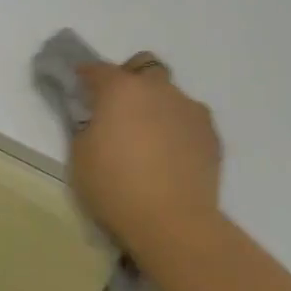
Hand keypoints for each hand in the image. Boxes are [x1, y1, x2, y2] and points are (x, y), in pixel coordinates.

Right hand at [72, 54, 222, 255]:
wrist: (172, 222)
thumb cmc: (115, 187)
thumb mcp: (80, 155)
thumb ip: (87, 125)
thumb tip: (97, 118)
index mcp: (121, 89)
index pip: (98, 69)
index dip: (85, 75)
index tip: (79, 86)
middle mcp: (158, 89)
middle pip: (144, 67)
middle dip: (130, 80)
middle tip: (119, 109)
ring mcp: (190, 110)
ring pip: (171, 94)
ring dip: (157, 105)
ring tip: (149, 138)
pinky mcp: (211, 134)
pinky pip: (189, 120)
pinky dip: (177, 129)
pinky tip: (170, 155)